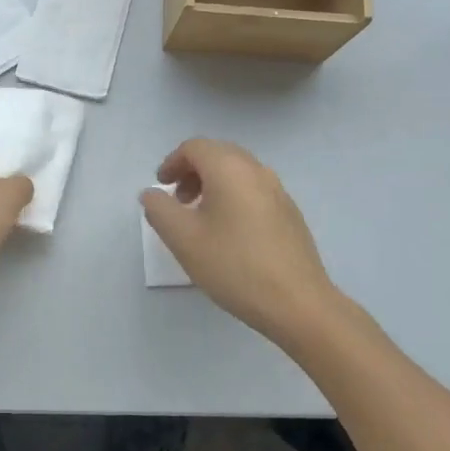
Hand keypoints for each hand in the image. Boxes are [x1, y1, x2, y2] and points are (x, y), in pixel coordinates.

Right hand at [142, 139, 341, 345]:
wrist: (298, 303)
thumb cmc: (234, 266)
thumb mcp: (183, 239)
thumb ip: (159, 209)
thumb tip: (152, 194)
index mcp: (230, 169)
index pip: (195, 147)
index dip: (172, 162)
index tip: (161, 187)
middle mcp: (257, 171)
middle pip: (218, 154)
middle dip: (192, 171)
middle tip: (177, 199)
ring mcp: (278, 191)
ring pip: (238, 172)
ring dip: (213, 184)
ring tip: (200, 217)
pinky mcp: (290, 213)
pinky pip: (254, 190)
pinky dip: (233, 196)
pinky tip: (228, 232)